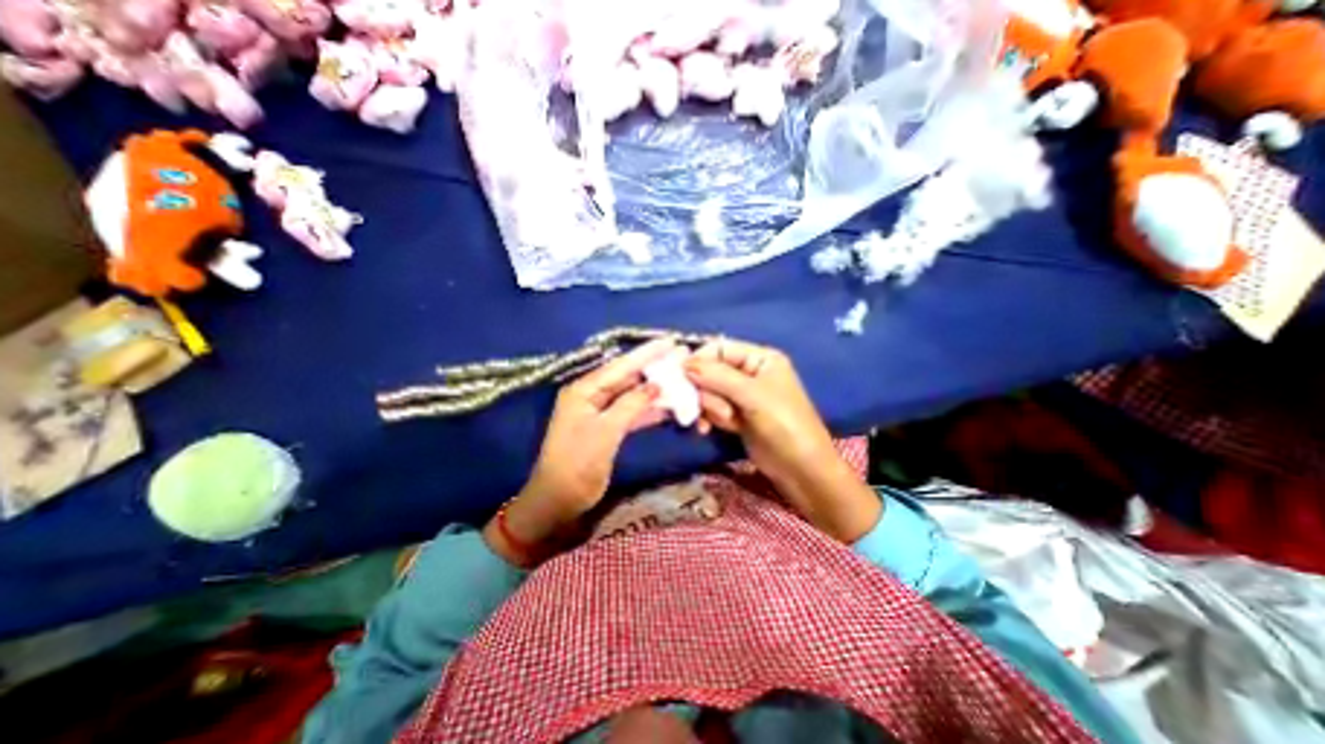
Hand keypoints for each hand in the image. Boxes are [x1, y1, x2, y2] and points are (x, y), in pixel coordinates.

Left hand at [484, 339, 677, 563]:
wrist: (559, 500)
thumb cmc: (577, 462)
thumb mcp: (605, 431)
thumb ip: (631, 404)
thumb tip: (656, 385)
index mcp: (584, 390)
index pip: (620, 366)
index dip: (646, 354)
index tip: (670, 342)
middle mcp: (592, 396)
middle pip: (628, 377)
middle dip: (654, 368)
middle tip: (681, 357)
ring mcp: (600, 413)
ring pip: (632, 395)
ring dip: (655, 389)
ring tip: (681, 378)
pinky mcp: (608, 429)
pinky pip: (632, 413)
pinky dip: (649, 410)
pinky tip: (669, 405)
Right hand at [684, 339, 878, 544]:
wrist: (802, 470)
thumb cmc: (784, 424)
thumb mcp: (752, 395)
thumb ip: (717, 376)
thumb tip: (684, 363)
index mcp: (760, 359)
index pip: (720, 348)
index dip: (699, 359)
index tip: (679, 374)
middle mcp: (750, 373)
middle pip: (711, 371)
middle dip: (706, 390)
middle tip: (707, 407)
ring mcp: (743, 397)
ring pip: (709, 392)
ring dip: (709, 407)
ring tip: (724, 421)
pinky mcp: (737, 417)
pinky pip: (713, 409)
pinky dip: (709, 418)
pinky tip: (706, 430)